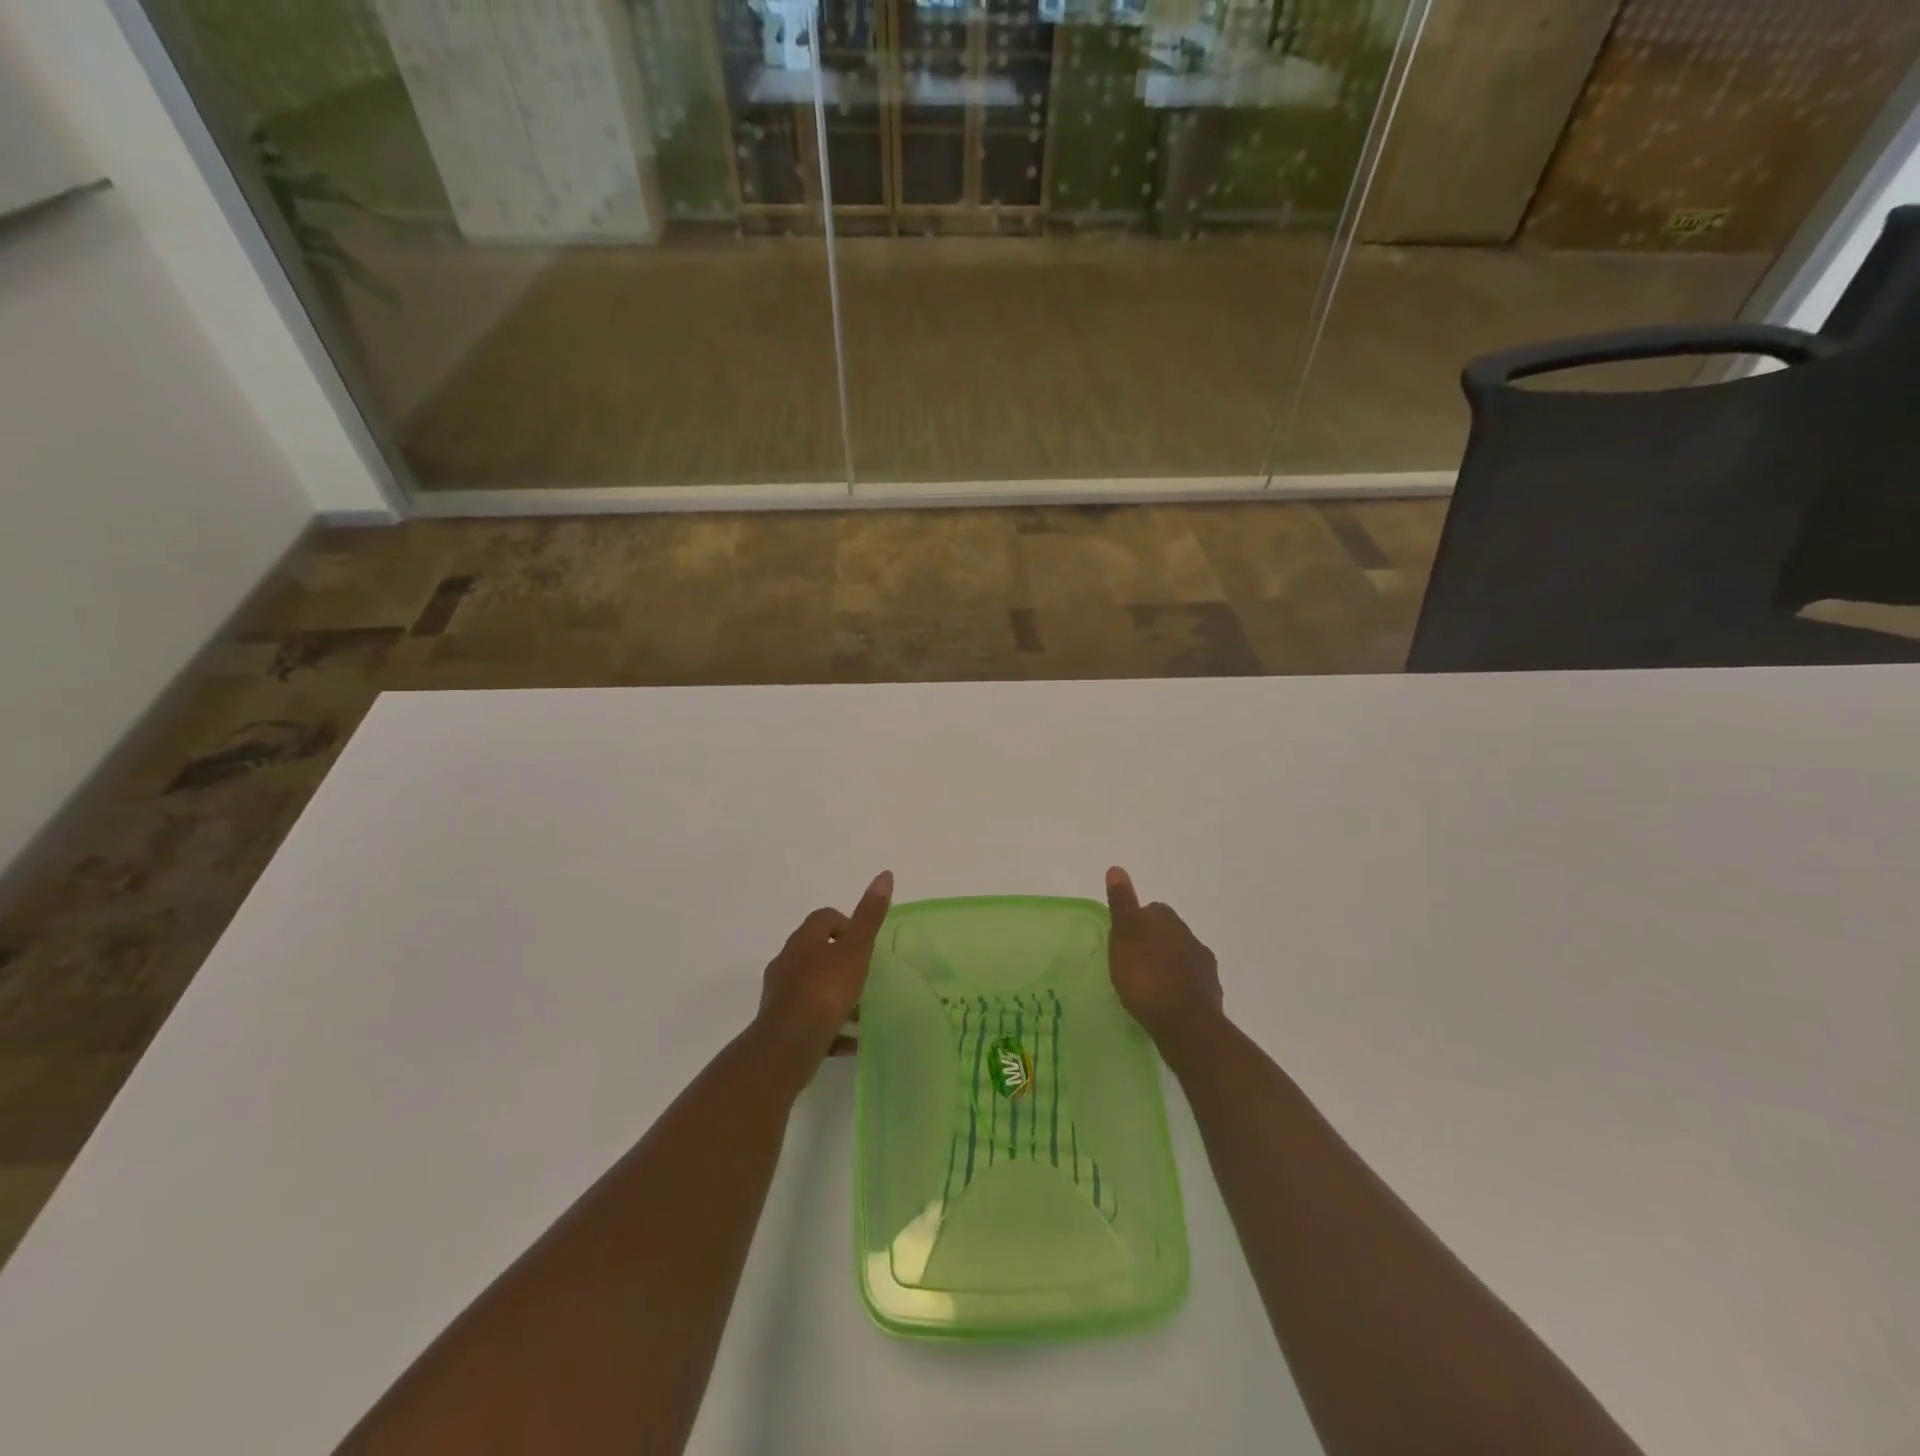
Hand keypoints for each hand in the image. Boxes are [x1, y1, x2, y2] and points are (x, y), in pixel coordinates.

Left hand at [756, 871, 893, 1062]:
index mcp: (803, 940)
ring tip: (861, 1012)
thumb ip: (870, 916)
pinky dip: (829, 1026)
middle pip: (815, 953)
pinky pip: (809, 1019)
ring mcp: (780, 994)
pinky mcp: (780, 1024)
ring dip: (834, 994)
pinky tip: (851, 1042)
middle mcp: (787, 962)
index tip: (864, 943)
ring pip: (811, 987)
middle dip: (839, 962)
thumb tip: (885, 874)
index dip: (845, 924)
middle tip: (864, 975)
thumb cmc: (826, 989)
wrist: (789, 1043)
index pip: (823, 918)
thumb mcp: (856, 950)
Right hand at [1105, 867, 1222, 1044]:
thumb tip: (1117, 868)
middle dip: (1153, 942)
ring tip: (1148, 985)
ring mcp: (1205, 965)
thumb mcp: (1125, 935)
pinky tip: (1167, 1002)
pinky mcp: (1211, 993)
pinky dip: (1179, 987)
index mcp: (1169, 920)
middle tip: (1132, 962)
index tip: (1124, 940)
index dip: (1136, 922)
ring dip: (1167, 964)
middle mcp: (1191, 936)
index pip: (1152, 910)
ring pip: (1182, 956)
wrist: (1185, 1023)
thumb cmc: (1146, 976)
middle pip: (1168, 932)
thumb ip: (1122, 903)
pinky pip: (1191, 982)